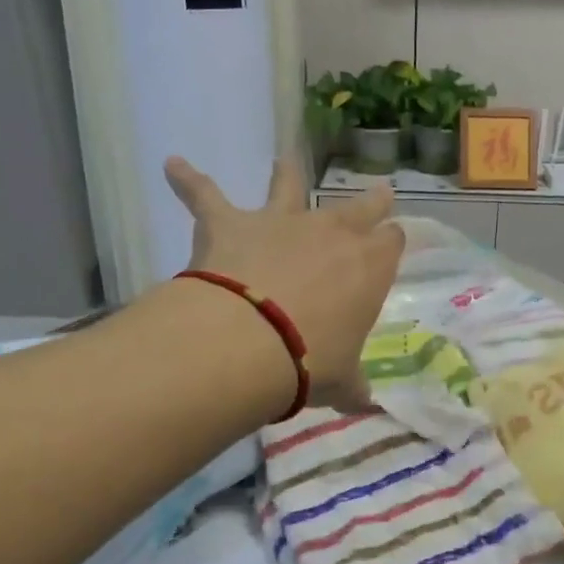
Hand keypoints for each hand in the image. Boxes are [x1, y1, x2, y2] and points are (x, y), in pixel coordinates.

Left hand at [166, 156, 402, 410]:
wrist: (251, 343)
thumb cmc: (312, 362)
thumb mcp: (342, 381)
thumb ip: (354, 386)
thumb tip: (367, 404)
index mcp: (368, 267)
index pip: (391, 244)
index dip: (390, 244)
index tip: (390, 246)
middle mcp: (331, 232)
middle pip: (360, 206)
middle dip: (372, 201)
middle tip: (380, 193)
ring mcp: (280, 222)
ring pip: (288, 184)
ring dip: (286, 173)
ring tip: (284, 159)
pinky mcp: (230, 223)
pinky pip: (205, 195)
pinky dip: (188, 180)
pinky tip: (173, 166)